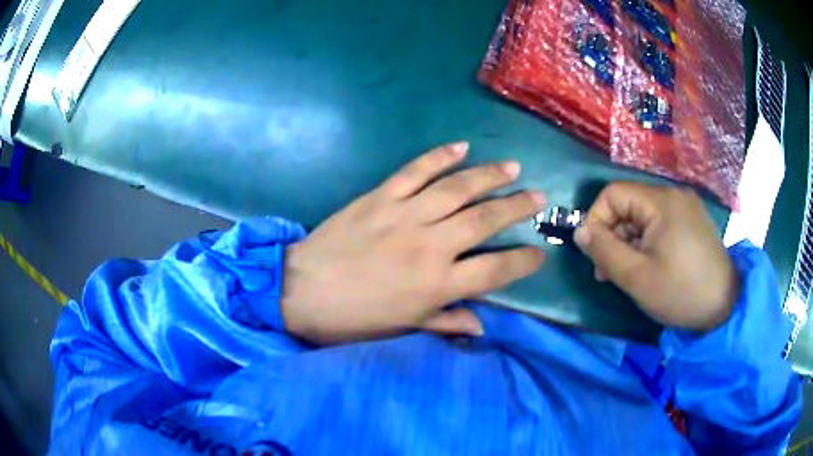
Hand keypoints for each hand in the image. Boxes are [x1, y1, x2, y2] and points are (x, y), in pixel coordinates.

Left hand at [281, 142, 545, 344]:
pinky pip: (416, 171)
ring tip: (513, 167)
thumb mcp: (402, 329)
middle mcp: (429, 245)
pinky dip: (439, 156)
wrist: (301, 290)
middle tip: (539, 196)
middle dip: (517, 207)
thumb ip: (445, 321)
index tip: (540, 252)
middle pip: (484, 220)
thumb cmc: (352, 318)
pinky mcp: (380, 197)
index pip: (495, 270)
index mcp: (436, 284)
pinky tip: (461, 147)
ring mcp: (404, 215)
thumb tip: (483, 326)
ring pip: (457, 189)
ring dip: (489, 176)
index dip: (523, 261)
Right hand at [573, 182, 737, 331]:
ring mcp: (685, 206)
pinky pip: (659, 222)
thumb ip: (604, 251)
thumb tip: (580, 231)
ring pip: (643, 215)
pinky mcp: (692, 220)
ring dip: (629, 241)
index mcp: (661, 201)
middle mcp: (673, 194)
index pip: (613, 194)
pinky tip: (649, 265)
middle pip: (629, 204)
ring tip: (628, 272)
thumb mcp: (637, 277)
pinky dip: (647, 241)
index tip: (594, 254)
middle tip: (608, 272)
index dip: (596, 220)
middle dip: (613, 235)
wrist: (724, 306)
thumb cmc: (680, 292)